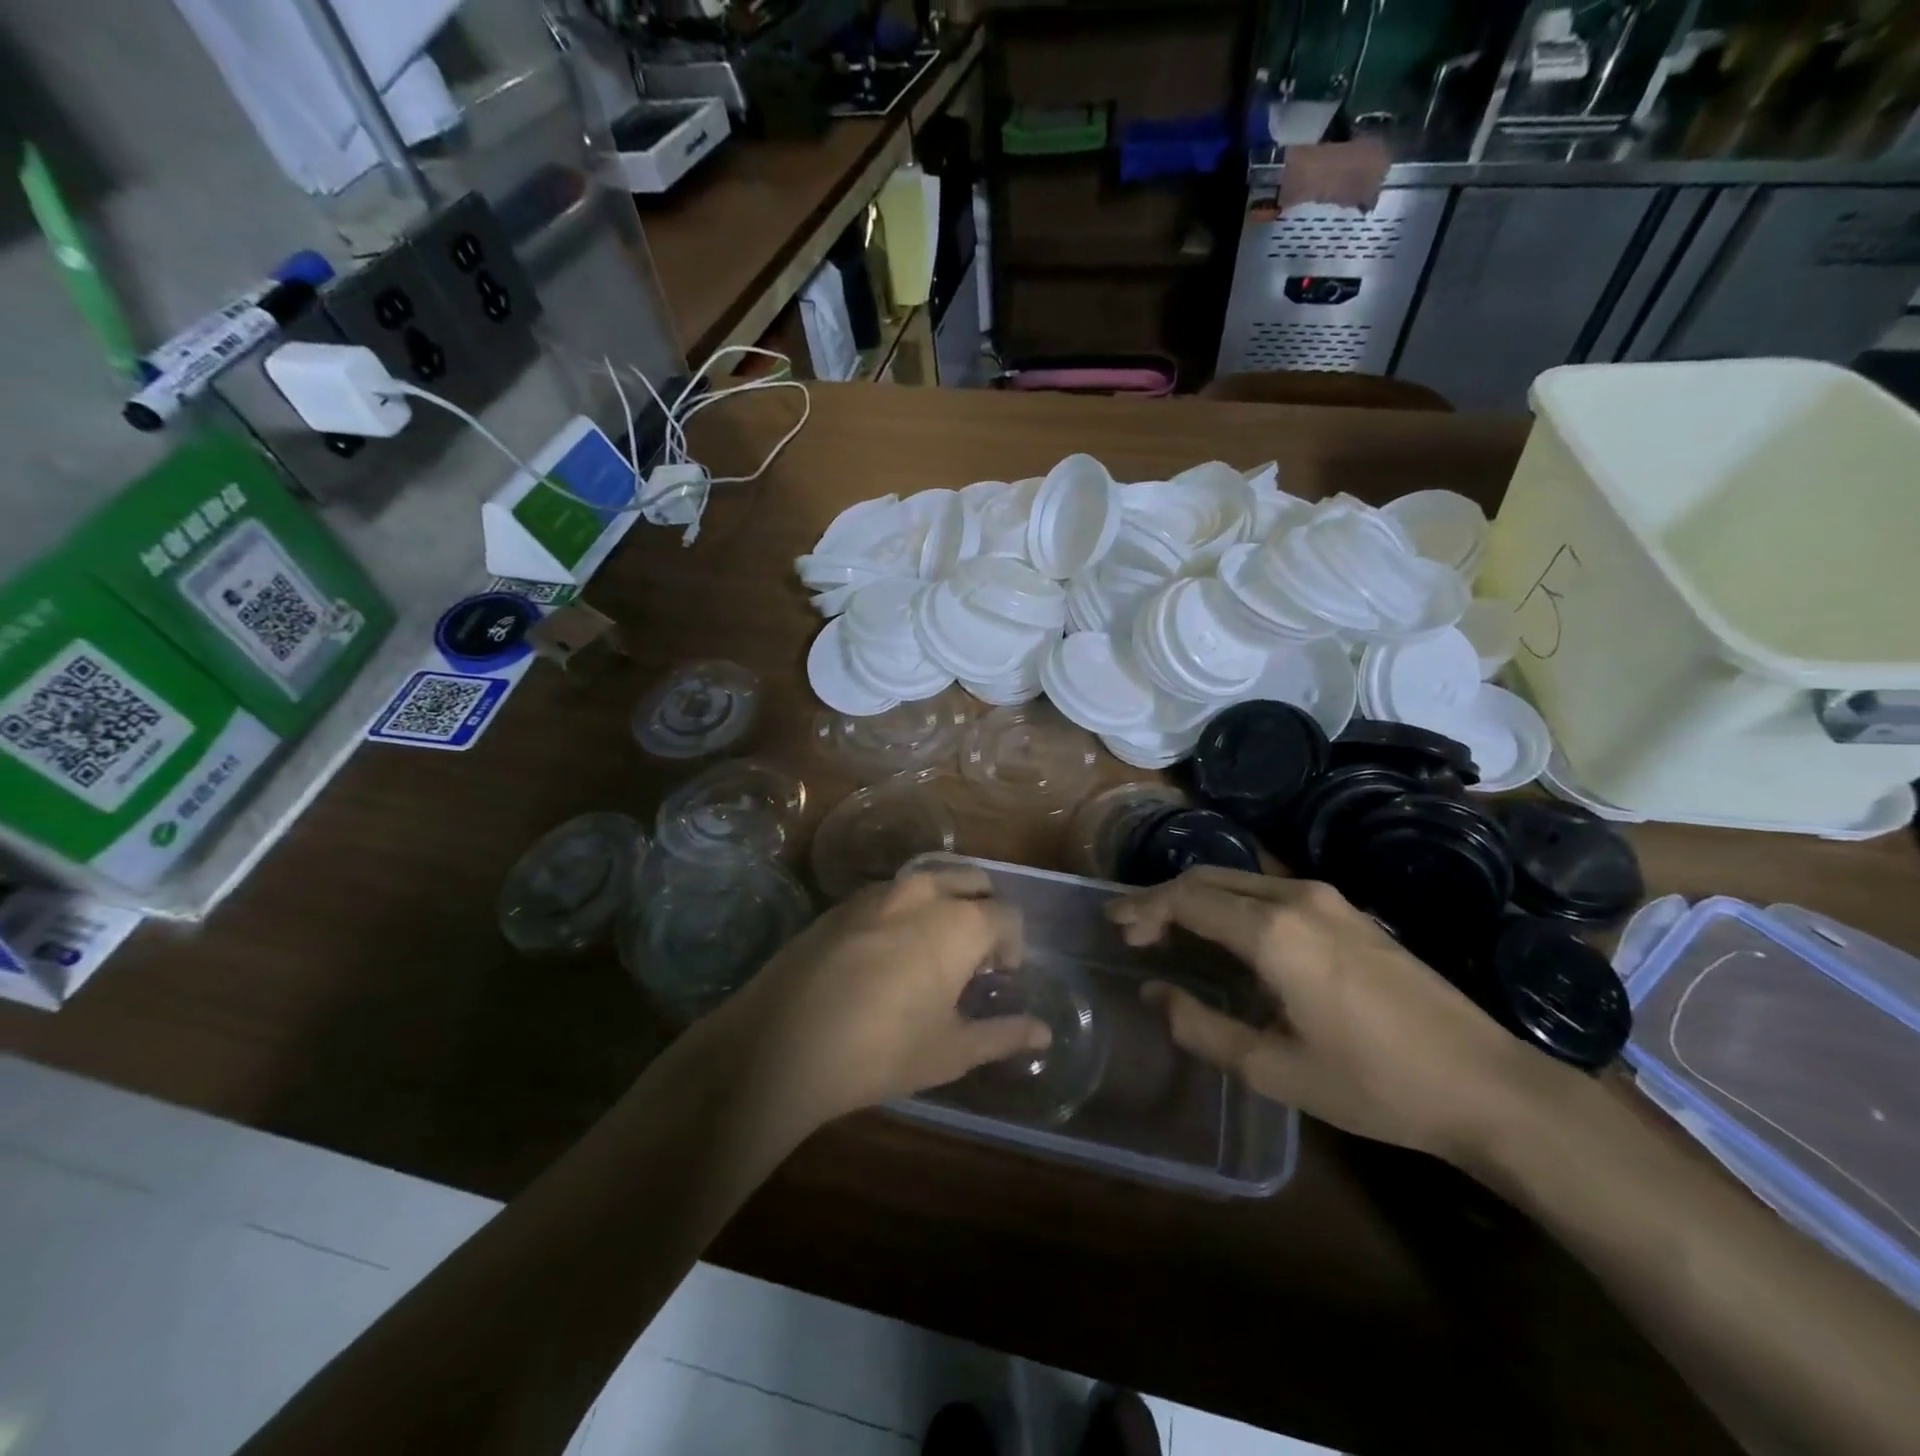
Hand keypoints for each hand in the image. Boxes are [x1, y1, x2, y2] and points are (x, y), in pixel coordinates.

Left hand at [714, 868, 1051, 1125]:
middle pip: (972, 882)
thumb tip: (1043, 1032)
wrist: (782, 1042)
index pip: (1007, 916)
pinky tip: (887, 952)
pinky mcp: (842, 902)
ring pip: (929, 880)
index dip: (1013, 945)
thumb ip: (1003, 1034)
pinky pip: (890, 893)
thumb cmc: (882, 1049)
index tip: (1002, 976)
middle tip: (974, 957)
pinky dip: (906, 910)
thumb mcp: (951, 1050)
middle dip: (984, 911)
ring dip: (945, 904)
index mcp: (960, 921)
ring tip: (933, 951)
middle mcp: (923, 891)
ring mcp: (878, 891)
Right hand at [1109, 867, 1567, 1164]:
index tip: (1113, 923)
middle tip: (1135, 929)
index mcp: (1272, 931)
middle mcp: (1296, 897)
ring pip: (1240, 880)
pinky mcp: (1350, 913)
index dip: (1143, 908)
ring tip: (1171, 931)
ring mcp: (1329, 900)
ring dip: (1199, 898)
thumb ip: (1200, 1027)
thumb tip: (1153, 993)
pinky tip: (1228, 935)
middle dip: (1164, 898)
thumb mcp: (1273, 1069)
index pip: (1186, 900)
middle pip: (1209, 879)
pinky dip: (1232, 903)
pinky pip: (1270, 891)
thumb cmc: (1374, 1084)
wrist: (1488, 1085)